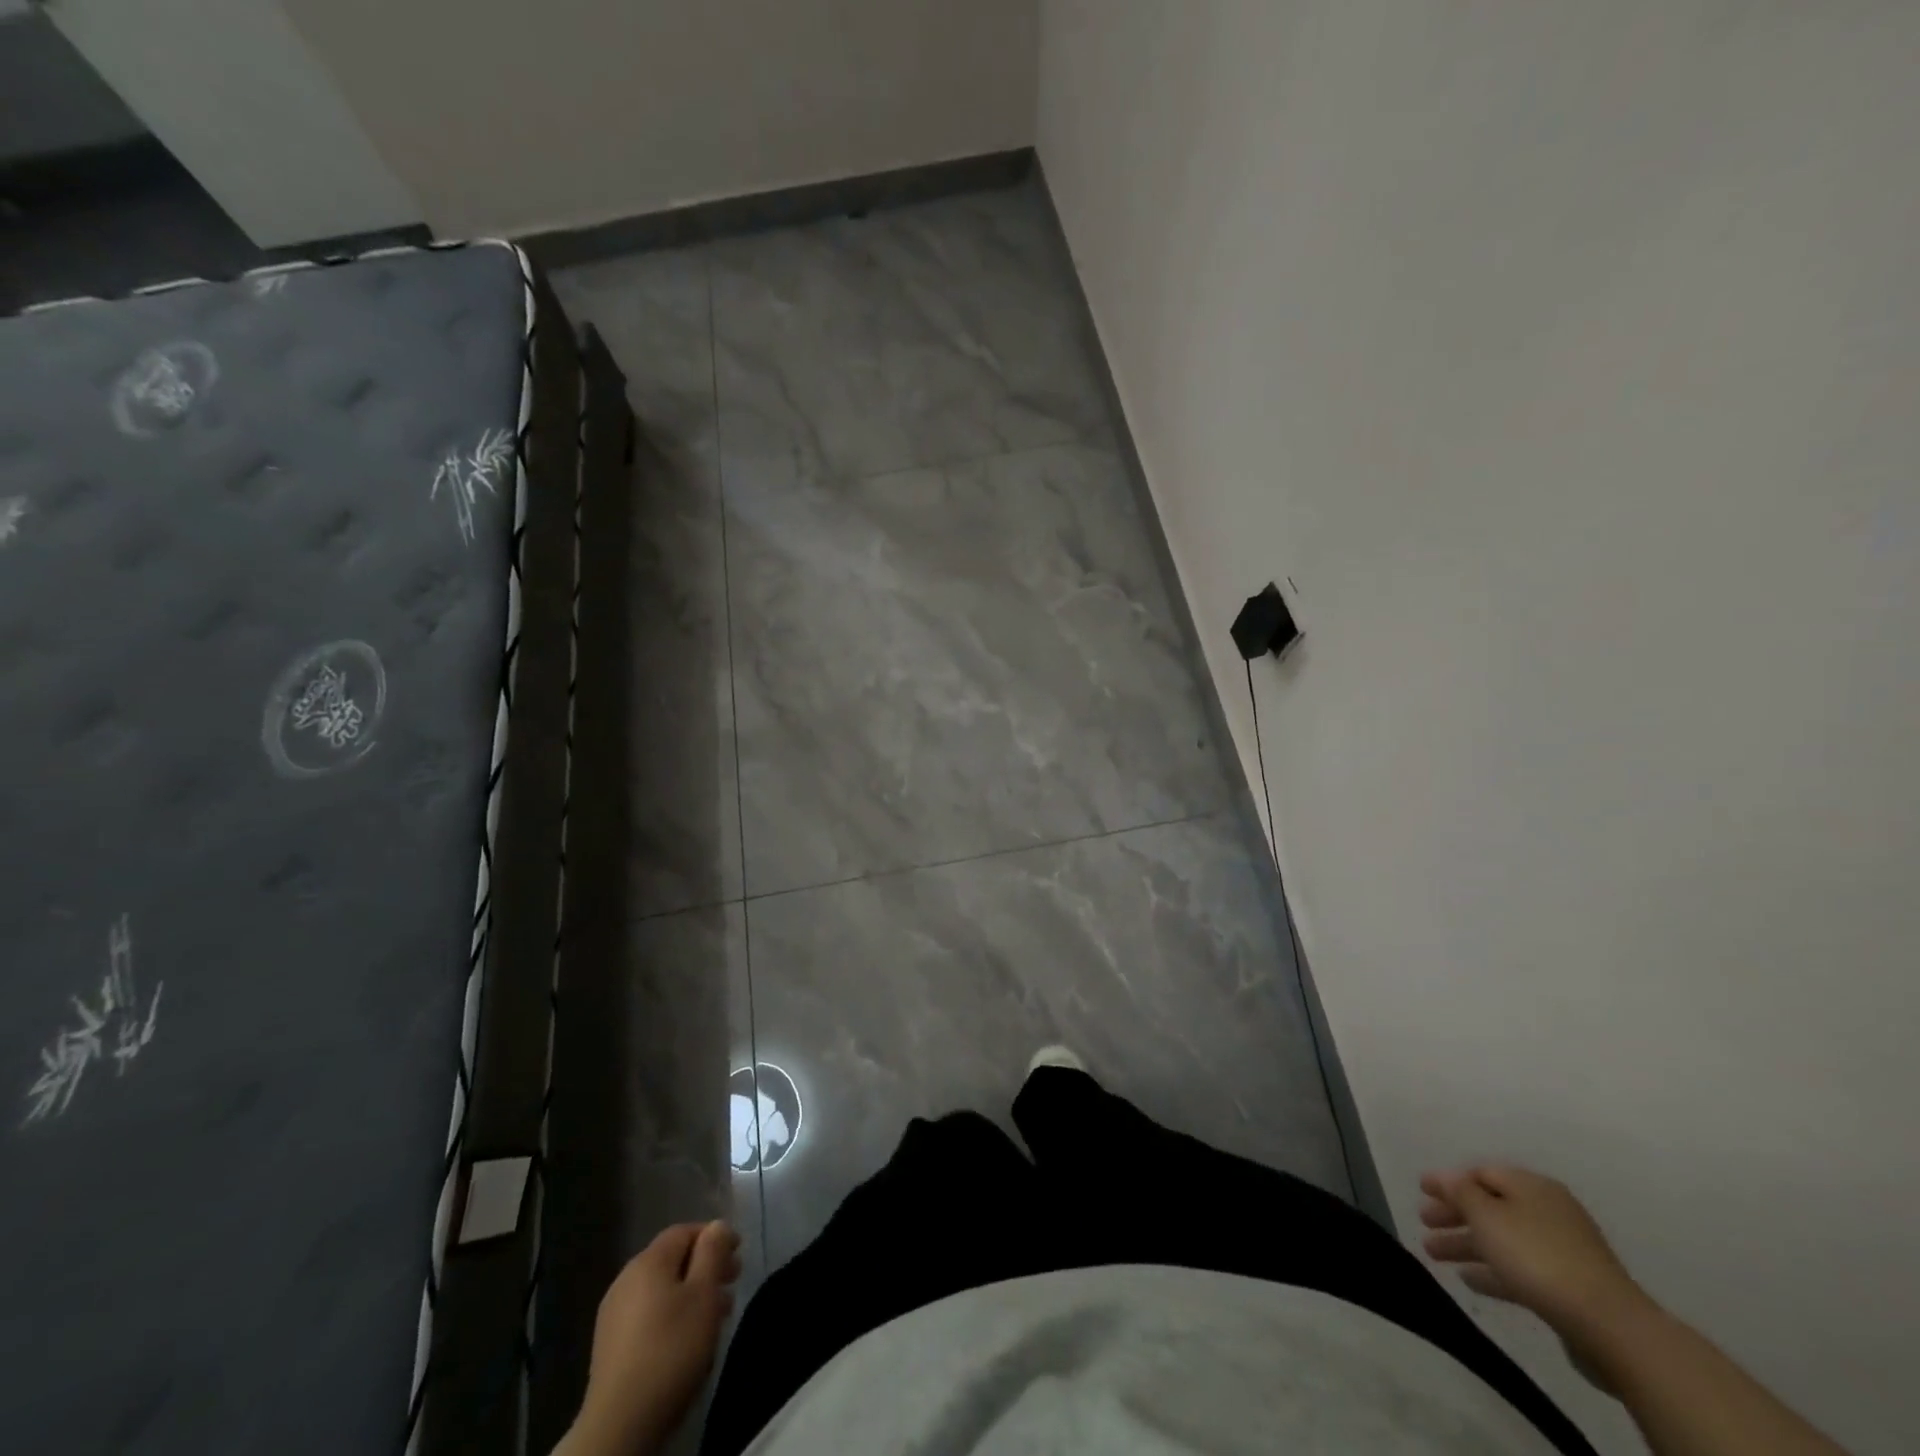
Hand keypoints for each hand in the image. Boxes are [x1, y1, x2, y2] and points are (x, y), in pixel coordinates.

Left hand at [561, 1221, 742, 1455]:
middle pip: (673, 1260)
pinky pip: (648, 1315)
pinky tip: (687, 1340)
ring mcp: (614, 1315)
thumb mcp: (703, 1294)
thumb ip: (713, 1252)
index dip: (714, 1236)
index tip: (738, 1255)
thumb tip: (717, 1225)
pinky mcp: (610, 1346)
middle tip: (732, 1284)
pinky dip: (672, 1316)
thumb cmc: (671, 1349)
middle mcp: (626, 1279)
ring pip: (662, 1290)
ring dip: (692, 1294)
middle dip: (705, 1267)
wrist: (620, 1424)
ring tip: (716, 1316)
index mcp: (648, 1261)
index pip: (685, 1231)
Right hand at [1419, 1165, 1648, 1348]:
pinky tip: (1470, 1280)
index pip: (1480, 1173)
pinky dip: (1493, 1269)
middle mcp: (1547, 1210)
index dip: (1448, 1180)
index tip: (1421, 1190)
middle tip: (1423, 1222)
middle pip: (1490, 1206)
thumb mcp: (1487, 1215)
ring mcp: (1562, 1250)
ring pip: (1502, 1239)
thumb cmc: (1537, 1256)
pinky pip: (1520, 1268)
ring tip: (1434, 1254)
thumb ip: (1459, 1191)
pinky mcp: (1569, 1286)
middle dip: (1454, 1214)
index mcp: (1530, 1186)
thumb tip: (1444, 1176)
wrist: (1609, 1325)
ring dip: (1467, 1244)